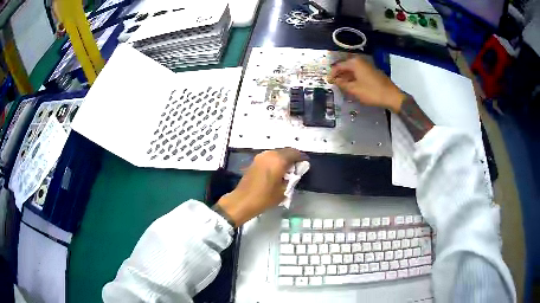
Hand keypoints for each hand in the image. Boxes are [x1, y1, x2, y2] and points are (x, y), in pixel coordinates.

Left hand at [217, 148, 306, 226]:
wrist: (243, 200)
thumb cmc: (265, 198)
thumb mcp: (283, 191)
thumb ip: (292, 179)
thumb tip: (296, 173)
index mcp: (278, 160)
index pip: (294, 153)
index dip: (302, 157)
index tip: (306, 163)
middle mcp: (270, 154)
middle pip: (285, 150)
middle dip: (293, 156)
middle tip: (298, 165)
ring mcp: (261, 156)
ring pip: (277, 152)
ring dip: (284, 157)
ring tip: (289, 168)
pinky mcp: (255, 161)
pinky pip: (269, 156)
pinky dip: (276, 160)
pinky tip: (278, 169)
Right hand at [328, 55, 404, 112]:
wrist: (391, 96)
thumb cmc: (372, 92)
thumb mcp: (354, 89)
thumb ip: (342, 84)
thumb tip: (334, 80)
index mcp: (355, 63)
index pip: (338, 66)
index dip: (332, 74)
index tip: (327, 81)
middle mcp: (360, 61)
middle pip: (346, 66)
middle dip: (339, 75)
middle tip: (334, 83)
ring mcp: (367, 66)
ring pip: (353, 70)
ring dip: (346, 77)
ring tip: (341, 86)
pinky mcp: (372, 72)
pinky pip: (359, 73)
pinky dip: (354, 78)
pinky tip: (352, 85)